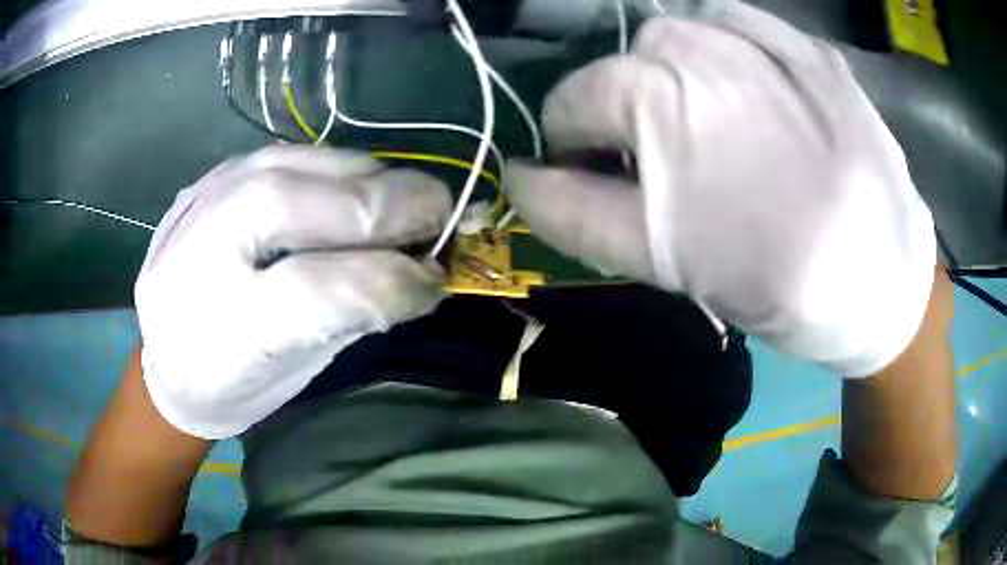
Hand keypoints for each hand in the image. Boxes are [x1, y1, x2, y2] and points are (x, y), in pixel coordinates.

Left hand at [135, 146, 449, 438]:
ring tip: (402, 205)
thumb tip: (421, 271)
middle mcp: (207, 246)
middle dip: (397, 208)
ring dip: (374, 181)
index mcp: (223, 325)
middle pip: (321, 201)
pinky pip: (294, 155)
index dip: (396, 281)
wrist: (163, 358)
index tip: (438, 281)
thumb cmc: (231, 382)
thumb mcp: (292, 375)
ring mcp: (207, 197)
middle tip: (440, 220)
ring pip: (312, 162)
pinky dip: (339, 170)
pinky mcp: (215, 175)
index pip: (323, 289)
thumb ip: (353, 317)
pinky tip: (354, 192)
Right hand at [507, 5, 936, 376]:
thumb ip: (584, 216)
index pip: (570, 113)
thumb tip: (524, 176)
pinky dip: (720, 41)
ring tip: (703, 117)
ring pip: (669, 35)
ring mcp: (761, 50)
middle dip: (616, 114)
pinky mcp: (810, 51)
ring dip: (665, 73)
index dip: (566, 150)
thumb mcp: (674, 268)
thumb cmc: (785, 291)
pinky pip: (733, 19)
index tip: (587, 176)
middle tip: (656, 158)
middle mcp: (701, 69)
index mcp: (661, 124)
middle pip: (615, 72)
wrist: (886, 283)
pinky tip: (741, 77)